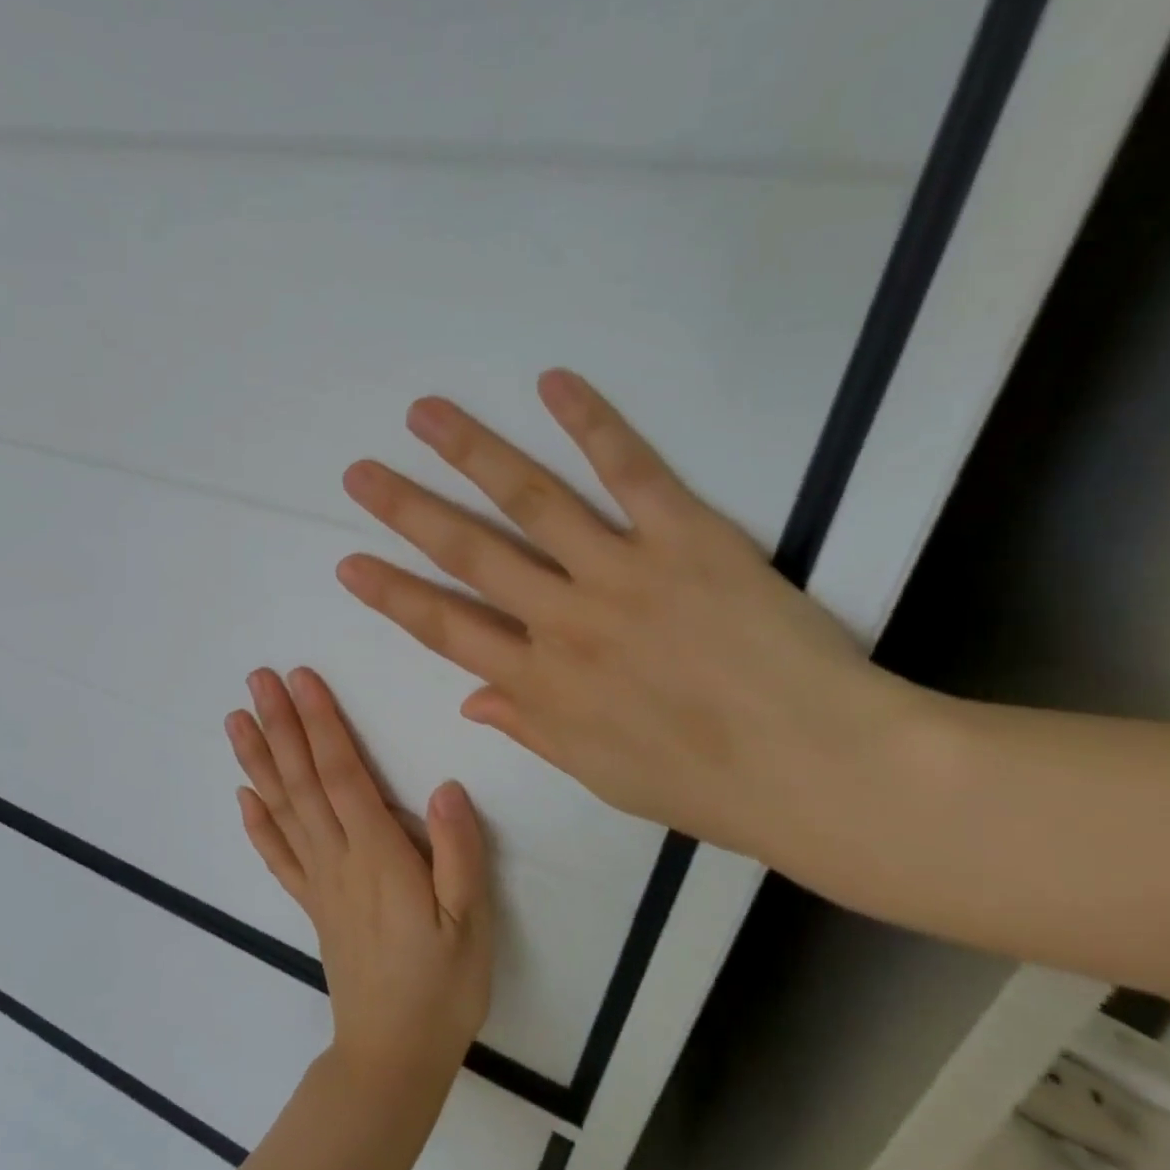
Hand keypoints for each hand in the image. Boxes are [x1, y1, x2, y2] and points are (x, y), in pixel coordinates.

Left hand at [226, 668, 492, 1092]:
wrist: (393, 1057)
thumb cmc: (442, 987)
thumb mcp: (472, 924)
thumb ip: (460, 853)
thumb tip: (444, 786)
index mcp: (378, 855)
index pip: (341, 774)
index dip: (320, 724)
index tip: (301, 680)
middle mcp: (337, 859)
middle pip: (302, 781)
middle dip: (280, 725)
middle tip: (257, 679)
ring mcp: (318, 882)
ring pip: (282, 810)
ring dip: (258, 760)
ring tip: (236, 720)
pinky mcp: (311, 905)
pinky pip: (278, 857)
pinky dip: (257, 823)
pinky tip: (242, 795)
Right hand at [335, 368, 926, 877]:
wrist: (821, 770)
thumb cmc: (705, 786)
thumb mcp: (599, 774)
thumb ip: (529, 728)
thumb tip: (470, 699)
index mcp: (539, 684)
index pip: (443, 629)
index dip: (391, 594)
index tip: (348, 563)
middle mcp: (563, 621)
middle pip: (468, 554)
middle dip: (406, 511)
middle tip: (359, 475)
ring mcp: (620, 574)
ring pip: (530, 501)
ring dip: (471, 452)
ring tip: (426, 415)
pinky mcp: (687, 538)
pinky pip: (630, 472)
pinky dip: (591, 424)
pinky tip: (552, 383)